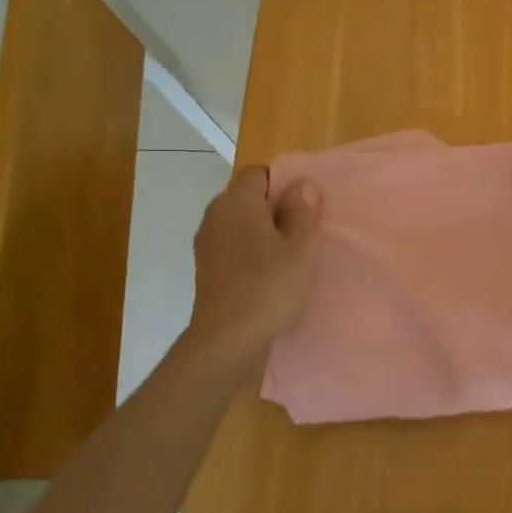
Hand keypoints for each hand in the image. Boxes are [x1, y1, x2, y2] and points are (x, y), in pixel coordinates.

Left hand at [186, 166, 321, 361]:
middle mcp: (216, 215)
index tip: (305, 206)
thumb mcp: (299, 247)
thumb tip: (302, 184)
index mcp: (237, 201)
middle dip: (274, 208)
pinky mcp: (206, 270)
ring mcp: (207, 244)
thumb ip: (302, 212)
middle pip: (247, 198)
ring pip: (240, 224)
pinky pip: (232, 247)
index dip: (284, 183)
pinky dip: (250, 253)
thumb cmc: (269, 286)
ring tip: (289, 255)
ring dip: (262, 233)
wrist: (227, 339)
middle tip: (303, 231)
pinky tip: (269, 274)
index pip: (258, 173)